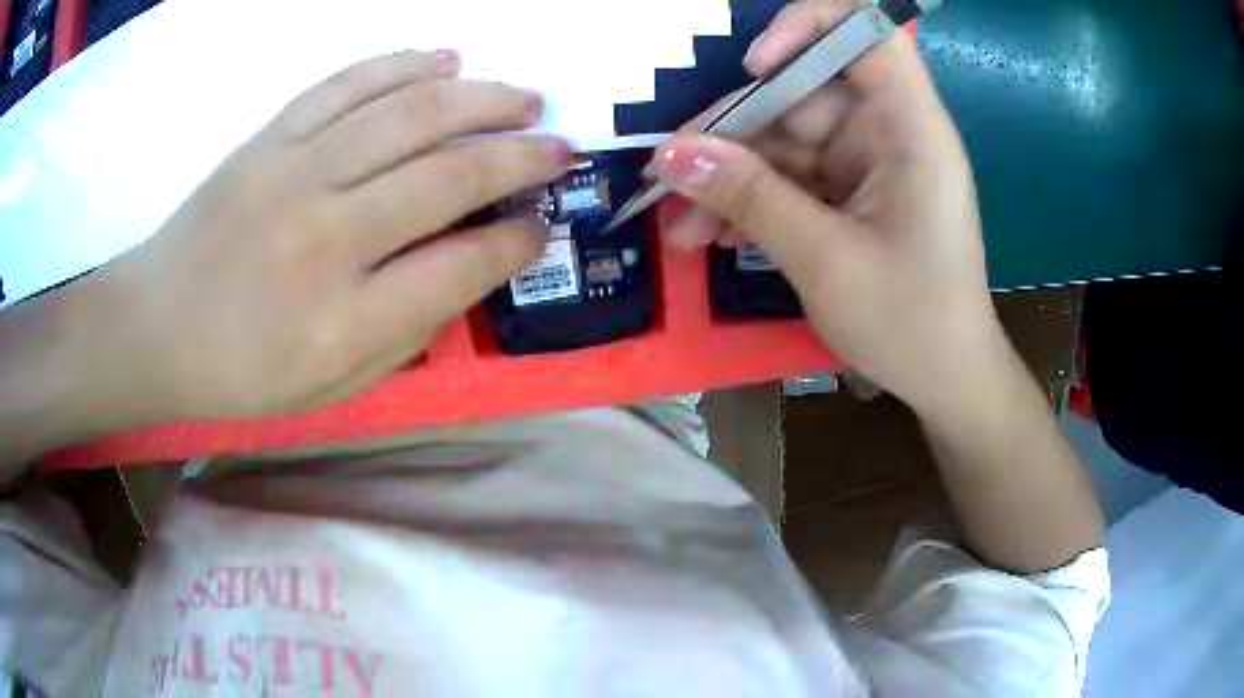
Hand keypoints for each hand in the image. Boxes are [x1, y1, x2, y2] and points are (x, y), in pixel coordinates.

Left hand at [7, 50, 569, 440]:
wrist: (155, 327)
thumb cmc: (240, 373)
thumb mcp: (331, 389)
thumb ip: (405, 334)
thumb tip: (469, 268)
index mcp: (343, 322)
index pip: (460, 266)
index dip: (515, 241)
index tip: (541, 226)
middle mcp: (325, 238)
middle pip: (447, 176)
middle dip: (521, 157)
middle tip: (561, 148)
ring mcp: (292, 174)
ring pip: (409, 114)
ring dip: (482, 99)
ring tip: (526, 98)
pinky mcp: (268, 139)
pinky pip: (347, 84)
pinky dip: (403, 64)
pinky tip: (447, 58)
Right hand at [651, 0, 1005, 410]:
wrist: (947, 380)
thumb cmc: (909, 322)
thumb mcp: (824, 258)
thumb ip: (749, 196)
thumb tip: (669, 154)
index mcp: (909, 128)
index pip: (865, 35)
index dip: (806, 29)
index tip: (755, 69)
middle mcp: (890, 132)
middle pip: (802, 94)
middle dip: (733, 135)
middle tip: (670, 179)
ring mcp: (870, 164)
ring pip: (786, 144)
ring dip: (731, 181)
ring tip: (682, 229)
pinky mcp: (854, 195)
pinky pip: (794, 180)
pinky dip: (754, 204)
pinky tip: (713, 235)